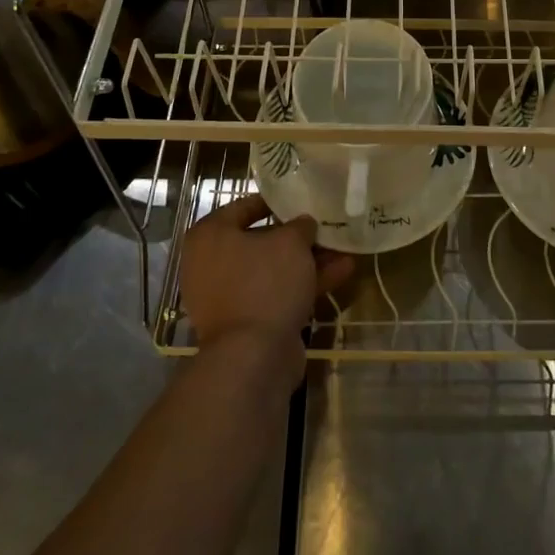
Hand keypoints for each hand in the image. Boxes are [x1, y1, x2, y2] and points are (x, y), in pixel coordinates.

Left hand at [181, 194, 353, 351]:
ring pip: (273, 269)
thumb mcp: (290, 243)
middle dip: (298, 237)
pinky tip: (342, 273)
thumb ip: (299, 226)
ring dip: (308, 261)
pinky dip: (305, 284)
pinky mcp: (246, 322)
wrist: (252, 357)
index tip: (301, 198)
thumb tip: (303, 224)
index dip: (276, 201)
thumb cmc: (264, 283)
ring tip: (344, 249)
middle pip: (261, 241)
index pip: (244, 206)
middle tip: (325, 226)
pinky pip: (276, 293)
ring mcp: (228, 296)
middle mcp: (211, 263)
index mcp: (210, 236)